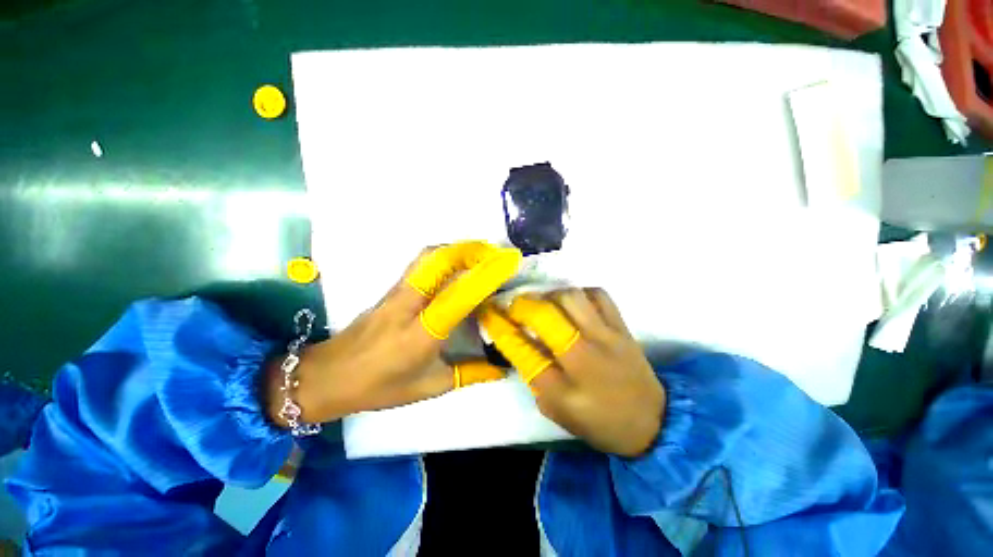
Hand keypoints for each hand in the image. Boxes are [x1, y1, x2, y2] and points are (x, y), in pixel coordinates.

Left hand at [267, 242, 521, 425]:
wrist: (327, 375)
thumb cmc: (379, 386)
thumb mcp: (429, 386)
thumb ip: (469, 374)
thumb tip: (501, 369)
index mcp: (422, 333)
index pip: (459, 296)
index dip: (486, 276)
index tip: (508, 263)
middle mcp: (409, 304)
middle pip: (440, 260)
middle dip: (472, 250)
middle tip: (497, 254)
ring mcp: (397, 291)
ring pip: (429, 256)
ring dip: (458, 249)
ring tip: (482, 254)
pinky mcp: (392, 288)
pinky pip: (422, 262)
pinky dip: (445, 255)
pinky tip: (458, 264)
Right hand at [479, 289, 664, 456]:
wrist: (651, 422)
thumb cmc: (596, 421)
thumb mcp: (554, 410)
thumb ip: (533, 374)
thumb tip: (516, 339)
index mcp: (561, 388)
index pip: (520, 349)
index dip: (498, 326)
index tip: (488, 312)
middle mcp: (583, 358)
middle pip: (544, 316)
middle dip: (521, 305)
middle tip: (514, 306)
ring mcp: (606, 337)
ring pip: (570, 297)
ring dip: (549, 296)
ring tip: (544, 303)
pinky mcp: (622, 327)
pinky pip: (597, 294)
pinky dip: (579, 293)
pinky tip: (572, 303)